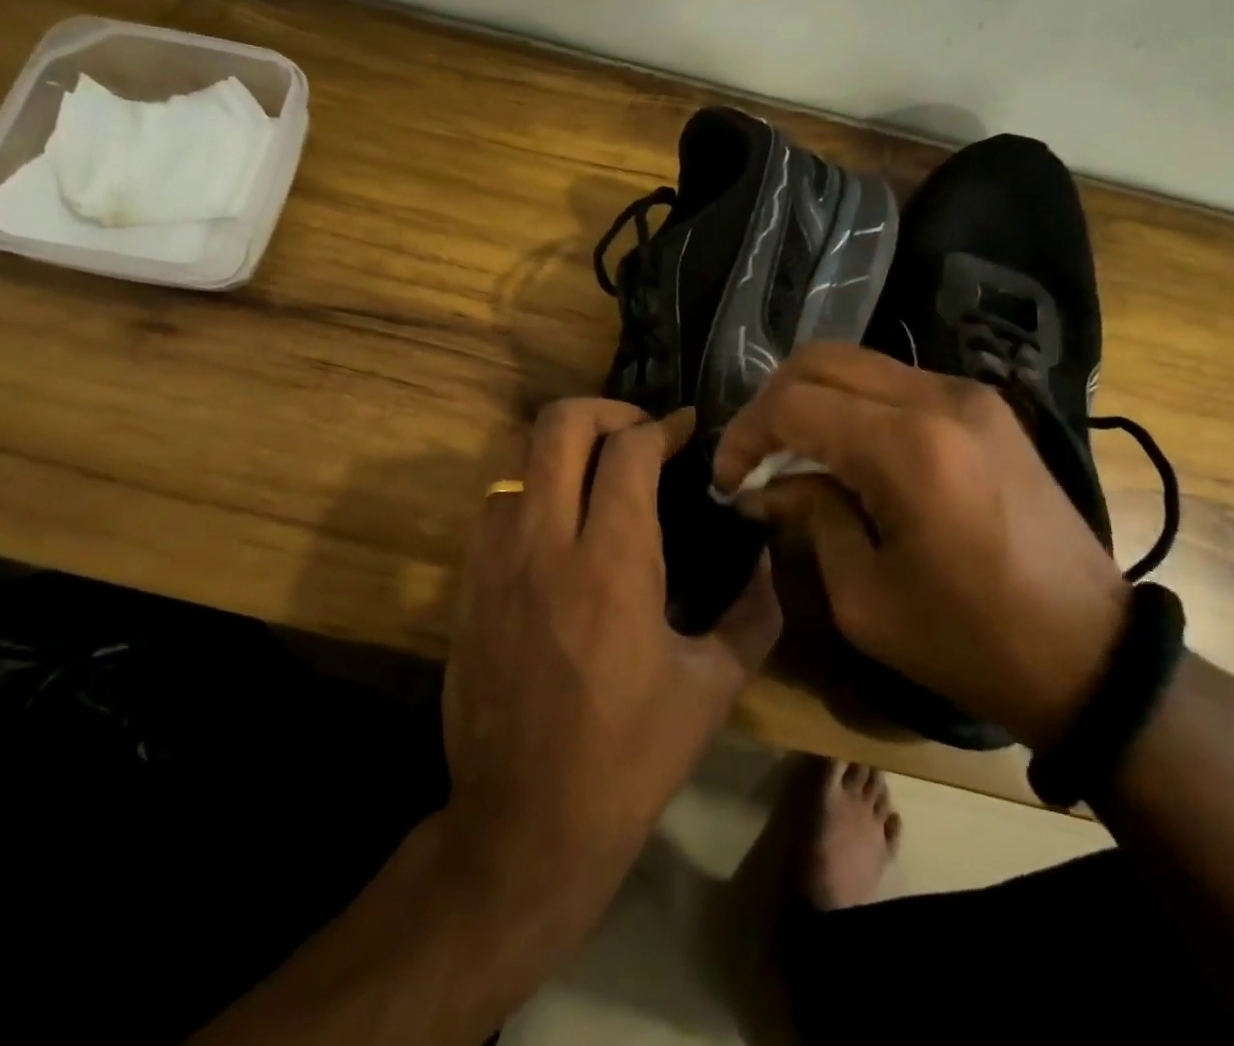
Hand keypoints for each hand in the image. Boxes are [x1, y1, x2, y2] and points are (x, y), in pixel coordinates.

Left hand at [442, 399, 780, 929]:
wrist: (523, 824)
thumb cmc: (628, 758)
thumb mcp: (711, 688)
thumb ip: (752, 615)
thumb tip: (766, 563)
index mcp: (612, 562)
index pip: (629, 449)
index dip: (662, 425)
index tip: (684, 429)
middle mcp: (546, 542)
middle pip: (560, 425)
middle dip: (605, 409)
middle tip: (639, 432)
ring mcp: (496, 561)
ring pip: (520, 459)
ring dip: (564, 453)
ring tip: (598, 478)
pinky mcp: (467, 585)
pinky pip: (497, 507)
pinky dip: (532, 493)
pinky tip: (558, 528)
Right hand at [713, 343, 1126, 748]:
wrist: (1091, 656)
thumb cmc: (970, 641)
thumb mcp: (864, 597)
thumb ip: (808, 519)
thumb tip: (765, 485)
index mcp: (908, 449)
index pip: (793, 404)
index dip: (745, 435)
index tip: (728, 480)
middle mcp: (939, 399)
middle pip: (820, 360)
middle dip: (770, 404)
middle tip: (754, 459)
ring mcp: (969, 394)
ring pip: (856, 363)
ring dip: (811, 400)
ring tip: (794, 456)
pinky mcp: (985, 406)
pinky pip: (895, 381)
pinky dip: (852, 405)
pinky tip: (846, 453)